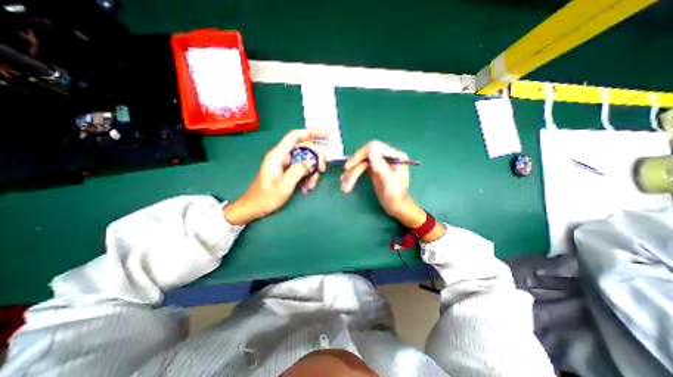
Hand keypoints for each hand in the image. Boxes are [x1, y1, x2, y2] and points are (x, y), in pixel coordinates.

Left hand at [225, 129, 327, 223]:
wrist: (254, 207)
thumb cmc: (266, 198)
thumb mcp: (283, 186)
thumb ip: (298, 171)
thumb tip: (311, 162)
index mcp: (278, 155)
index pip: (295, 136)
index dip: (311, 132)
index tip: (326, 135)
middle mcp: (282, 156)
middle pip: (304, 148)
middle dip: (316, 158)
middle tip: (322, 169)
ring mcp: (285, 163)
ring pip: (305, 160)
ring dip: (312, 172)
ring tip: (311, 185)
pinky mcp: (288, 171)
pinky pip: (302, 169)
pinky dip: (307, 177)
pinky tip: (306, 187)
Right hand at [343, 141, 424, 227]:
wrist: (396, 206)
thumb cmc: (396, 198)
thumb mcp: (390, 185)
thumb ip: (382, 168)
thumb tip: (371, 150)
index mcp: (395, 156)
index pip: (374, 147)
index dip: (359, 155)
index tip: (349, 167)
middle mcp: (387, 156)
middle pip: (364, 155)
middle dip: (353, 169)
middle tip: (344, 182)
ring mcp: (379, 161)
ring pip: (359, 162)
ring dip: (350, 174)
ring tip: (344, 187)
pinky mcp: (373, 167)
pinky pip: (359, 167)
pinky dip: (351, 175)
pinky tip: (346, 183)